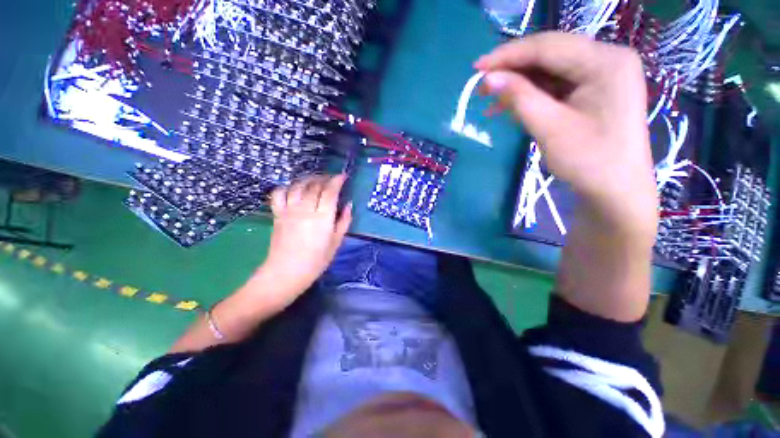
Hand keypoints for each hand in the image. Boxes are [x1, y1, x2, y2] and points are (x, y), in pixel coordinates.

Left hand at [255, 174, 351, 304]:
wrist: (285, 273)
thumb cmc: (316, 261)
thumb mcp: (336, 243)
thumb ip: (344, 221)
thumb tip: (349, 205)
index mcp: (322, 217)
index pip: (330, 191)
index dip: (337, 180)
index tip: (343, 176)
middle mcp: (305, 209)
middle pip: (315, 185)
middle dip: (325, 178)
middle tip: (332, 178)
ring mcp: (289, 210)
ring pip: (298, 186)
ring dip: (309, 179)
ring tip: (316, 180)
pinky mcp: (277, 214)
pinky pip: (279, 194)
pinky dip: (287, 187)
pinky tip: (294, 188)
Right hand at [475, 32, 657, 237]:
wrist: (614, 191)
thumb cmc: (588, 161)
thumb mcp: (549, 127)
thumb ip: (519, 98)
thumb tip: (489, 78)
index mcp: (605, 61)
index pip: (548, 46)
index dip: (508, 55)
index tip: (476, 67)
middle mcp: (607, 59)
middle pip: (550, 55)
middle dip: (512, 69)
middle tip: (481, 86)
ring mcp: (602, 75)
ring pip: (550, 71)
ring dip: (519, 85)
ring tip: (491, 101)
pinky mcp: (593, 91)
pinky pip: (556, 85)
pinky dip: (531, 95)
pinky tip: (510, 107)